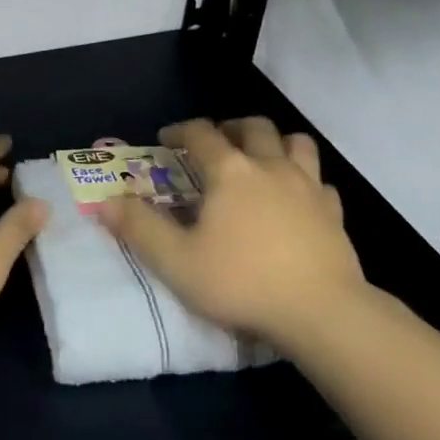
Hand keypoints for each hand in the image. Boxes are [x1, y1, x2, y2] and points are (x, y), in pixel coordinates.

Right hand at [101, 118, 364, 349]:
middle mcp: (270, 166)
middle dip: (230, 126)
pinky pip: (320, 181)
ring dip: (275, 142)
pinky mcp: (334, 212)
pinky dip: (306, 180)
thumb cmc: (242, 282)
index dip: (181, 131)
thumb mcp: (177, 261)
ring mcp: (308, 186)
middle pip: (253, 127)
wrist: (321, 312)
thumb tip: (105, 201)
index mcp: (230, 171)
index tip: (167, 139)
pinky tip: (298, 198)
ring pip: (295, 142)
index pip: (201, 133)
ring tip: (261, 157)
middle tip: (217, 142)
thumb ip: (139, 228)